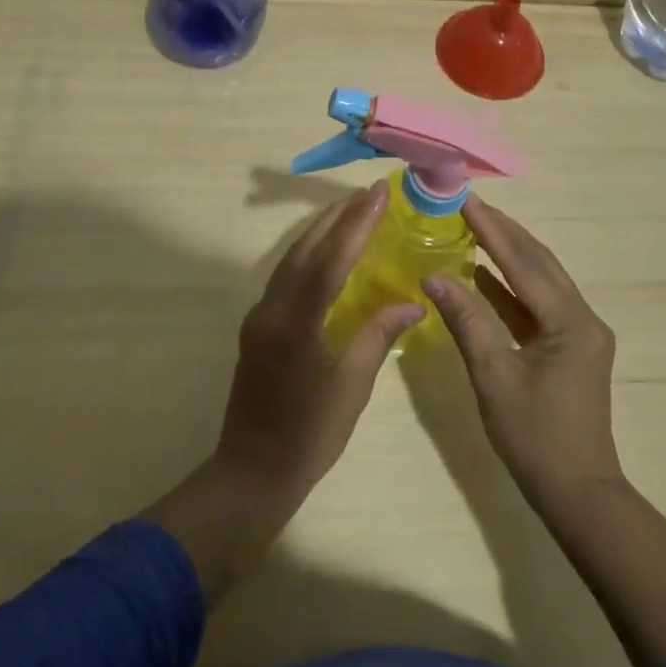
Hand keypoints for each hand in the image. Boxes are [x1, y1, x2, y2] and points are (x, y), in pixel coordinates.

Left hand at [215, 181, 423, 499]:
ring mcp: (260, 315)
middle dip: (338, 217)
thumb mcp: (352, 386)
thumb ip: (379, 335)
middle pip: (306, 249)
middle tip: (369, 193)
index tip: (378, 194)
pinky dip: (310, 254)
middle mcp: (272, 309)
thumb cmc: (308, 435)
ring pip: (292, 259)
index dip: (356, 224)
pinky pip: (286, 275)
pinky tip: (328, 251)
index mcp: (296, 323)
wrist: (251, 473)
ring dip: (322, 231)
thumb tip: (413, 301)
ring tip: (352, 210)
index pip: (330, 260)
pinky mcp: (258, 324)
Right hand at [423, 195, 622, 513]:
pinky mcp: (570, 345)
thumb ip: (466, 321)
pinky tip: (482, 273)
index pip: (524, 263)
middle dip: (503, 230)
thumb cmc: (535, 439)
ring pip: (541, 279)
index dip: (492, 229)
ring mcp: (580, 331)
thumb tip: (432, 276)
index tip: (465, 199)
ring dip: (508, 252)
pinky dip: (511, 285)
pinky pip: (538, 302)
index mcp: (570, 322)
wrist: (579, 494)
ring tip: (474, 225)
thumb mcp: (494, 377)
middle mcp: (582, 317)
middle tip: (468, 203)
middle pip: (539, 262)